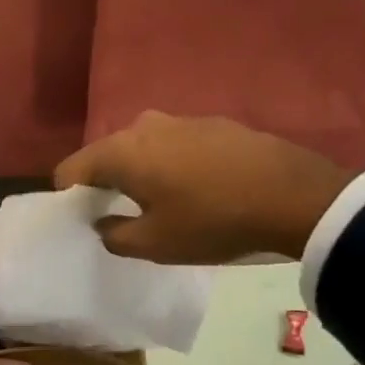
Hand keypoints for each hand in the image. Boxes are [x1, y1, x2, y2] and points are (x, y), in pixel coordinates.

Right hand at [52, 111, 355, 262]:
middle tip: (123, 215)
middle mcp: (142, 126)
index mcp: (120, 151)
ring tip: (163, 202)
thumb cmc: (212, 221)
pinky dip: (173, 164)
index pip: (71, 169)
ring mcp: (180, 119)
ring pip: (143, 148)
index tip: (83, 220)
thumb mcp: (156, 244)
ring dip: (142, 172)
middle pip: (106, 155)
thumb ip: (114, 235)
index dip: (69, 196)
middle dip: (106, 183)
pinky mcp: (212, 123)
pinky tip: (198, 188)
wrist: (294, 195)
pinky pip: (174, 144)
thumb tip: (103, 222)